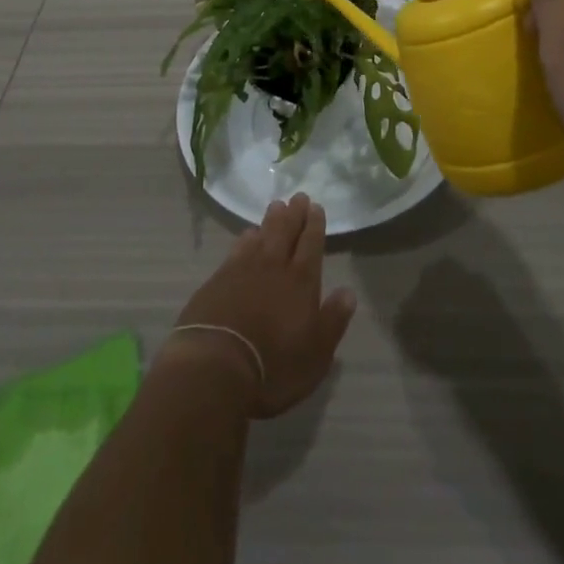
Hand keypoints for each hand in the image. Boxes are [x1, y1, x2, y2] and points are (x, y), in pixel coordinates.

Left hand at [164, 193, 356, 418]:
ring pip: (262, 234)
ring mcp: (244, 269)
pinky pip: (238, 247)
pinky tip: (248, 234)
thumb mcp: (316, 354)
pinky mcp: (219, 277)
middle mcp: (274, 266)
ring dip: (271, 219)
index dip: (315, 225)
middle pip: (286, 232)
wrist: (215, 364)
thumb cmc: (273, 366)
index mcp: (301, 282)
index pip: (311, 244)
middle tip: (298, 197)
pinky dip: (246, 237)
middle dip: (295, 214)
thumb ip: (333, 320)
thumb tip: (349, 292)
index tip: (316, 207)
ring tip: (277, 206)